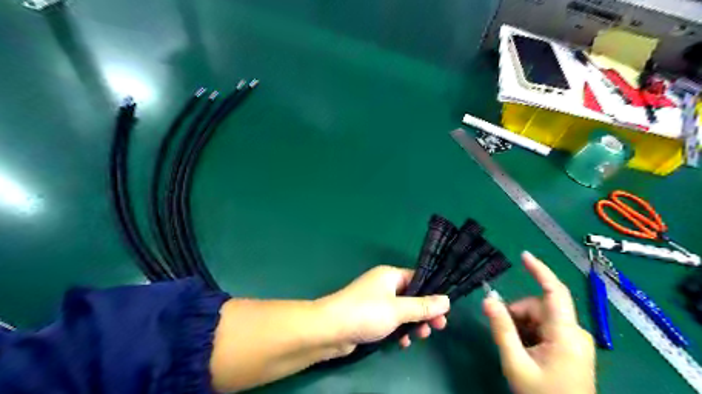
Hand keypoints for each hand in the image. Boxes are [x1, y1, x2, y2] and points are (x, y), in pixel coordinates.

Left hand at [318, 266, 449, 352]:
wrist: (331, 329)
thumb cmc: (366, 313)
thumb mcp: (398, 309)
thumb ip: (423, 306)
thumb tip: (446, 300)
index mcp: (390, 275)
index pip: (417, 279)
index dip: (432, 294)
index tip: (445, 310)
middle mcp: (383, 285)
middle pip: (411, 297)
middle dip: (424, 313)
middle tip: (437, 327)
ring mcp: (376, 301)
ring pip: (402, 311)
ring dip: (412, 324)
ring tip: (419, 337)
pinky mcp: (370, 317)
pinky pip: (390, 321)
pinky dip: (398, 330)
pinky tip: (402, 343)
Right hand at [486, 253, 593, 393]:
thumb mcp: (516, 363)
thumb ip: (501, 329)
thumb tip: (487, 299)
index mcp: (566, 334)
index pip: (555, 292)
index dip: (540, 270)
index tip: (523, 255)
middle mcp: (575, 332)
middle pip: (540, 307)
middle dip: (518, 314)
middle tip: (504, 334)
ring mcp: (575, 340)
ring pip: (541, 317)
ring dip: (523, 325)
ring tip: (516, 348)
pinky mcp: (572, 347)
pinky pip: (546, 328)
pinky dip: (531, 333)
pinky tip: (526, 350)